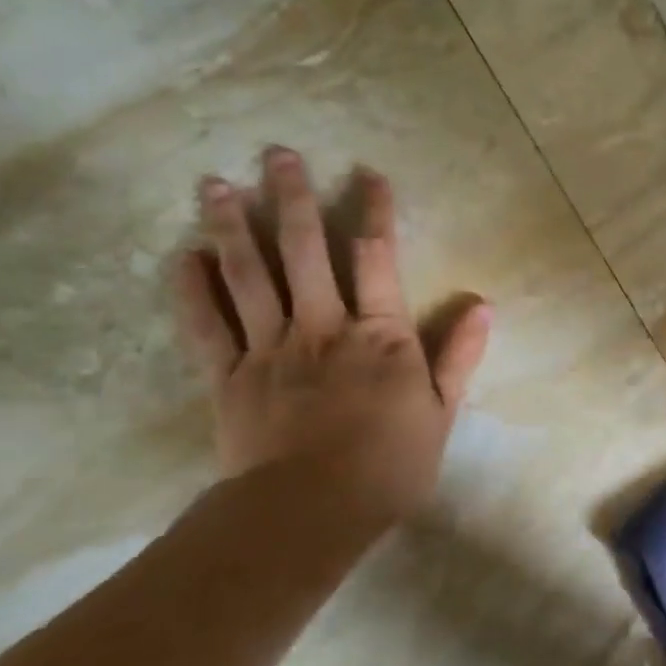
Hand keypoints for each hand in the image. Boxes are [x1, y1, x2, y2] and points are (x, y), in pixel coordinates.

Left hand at [173, 147, 491, 523]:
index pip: (377, 259)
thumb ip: (458, 356)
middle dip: (292, 198)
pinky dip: (191, 288)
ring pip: (248, 275)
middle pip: (303, 251)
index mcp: (378, 335)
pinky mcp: (228, 376)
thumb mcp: (440, 413)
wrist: (311, 512)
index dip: (375, 212)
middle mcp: (322, 327)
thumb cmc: (388, 465)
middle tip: (277, 153)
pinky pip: (206, 324)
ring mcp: (269, 348)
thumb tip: (482, 305)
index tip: (368, 174)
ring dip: (231, 226)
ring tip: (213, 183)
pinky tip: (183, 254)